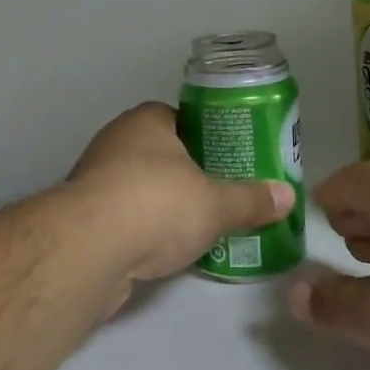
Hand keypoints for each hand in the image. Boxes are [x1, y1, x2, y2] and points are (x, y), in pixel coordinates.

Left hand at [66, 102, 294, 287]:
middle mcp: (116, 141)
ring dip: (161, 204)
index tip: (228, 160)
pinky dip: (141, 230)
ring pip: (139, 186)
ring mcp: (94, 179)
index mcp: (146, 121)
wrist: (89, 250)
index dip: (206, 137)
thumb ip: (251, 200)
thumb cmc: (157, 204)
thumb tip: (287, 197)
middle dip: (186, 174)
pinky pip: (122, 217)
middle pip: (160, 153)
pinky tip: (163, 251)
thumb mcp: (216, 204)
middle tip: (220, 194)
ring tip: (197, 226)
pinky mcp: (82, 218)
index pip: (181, 119)